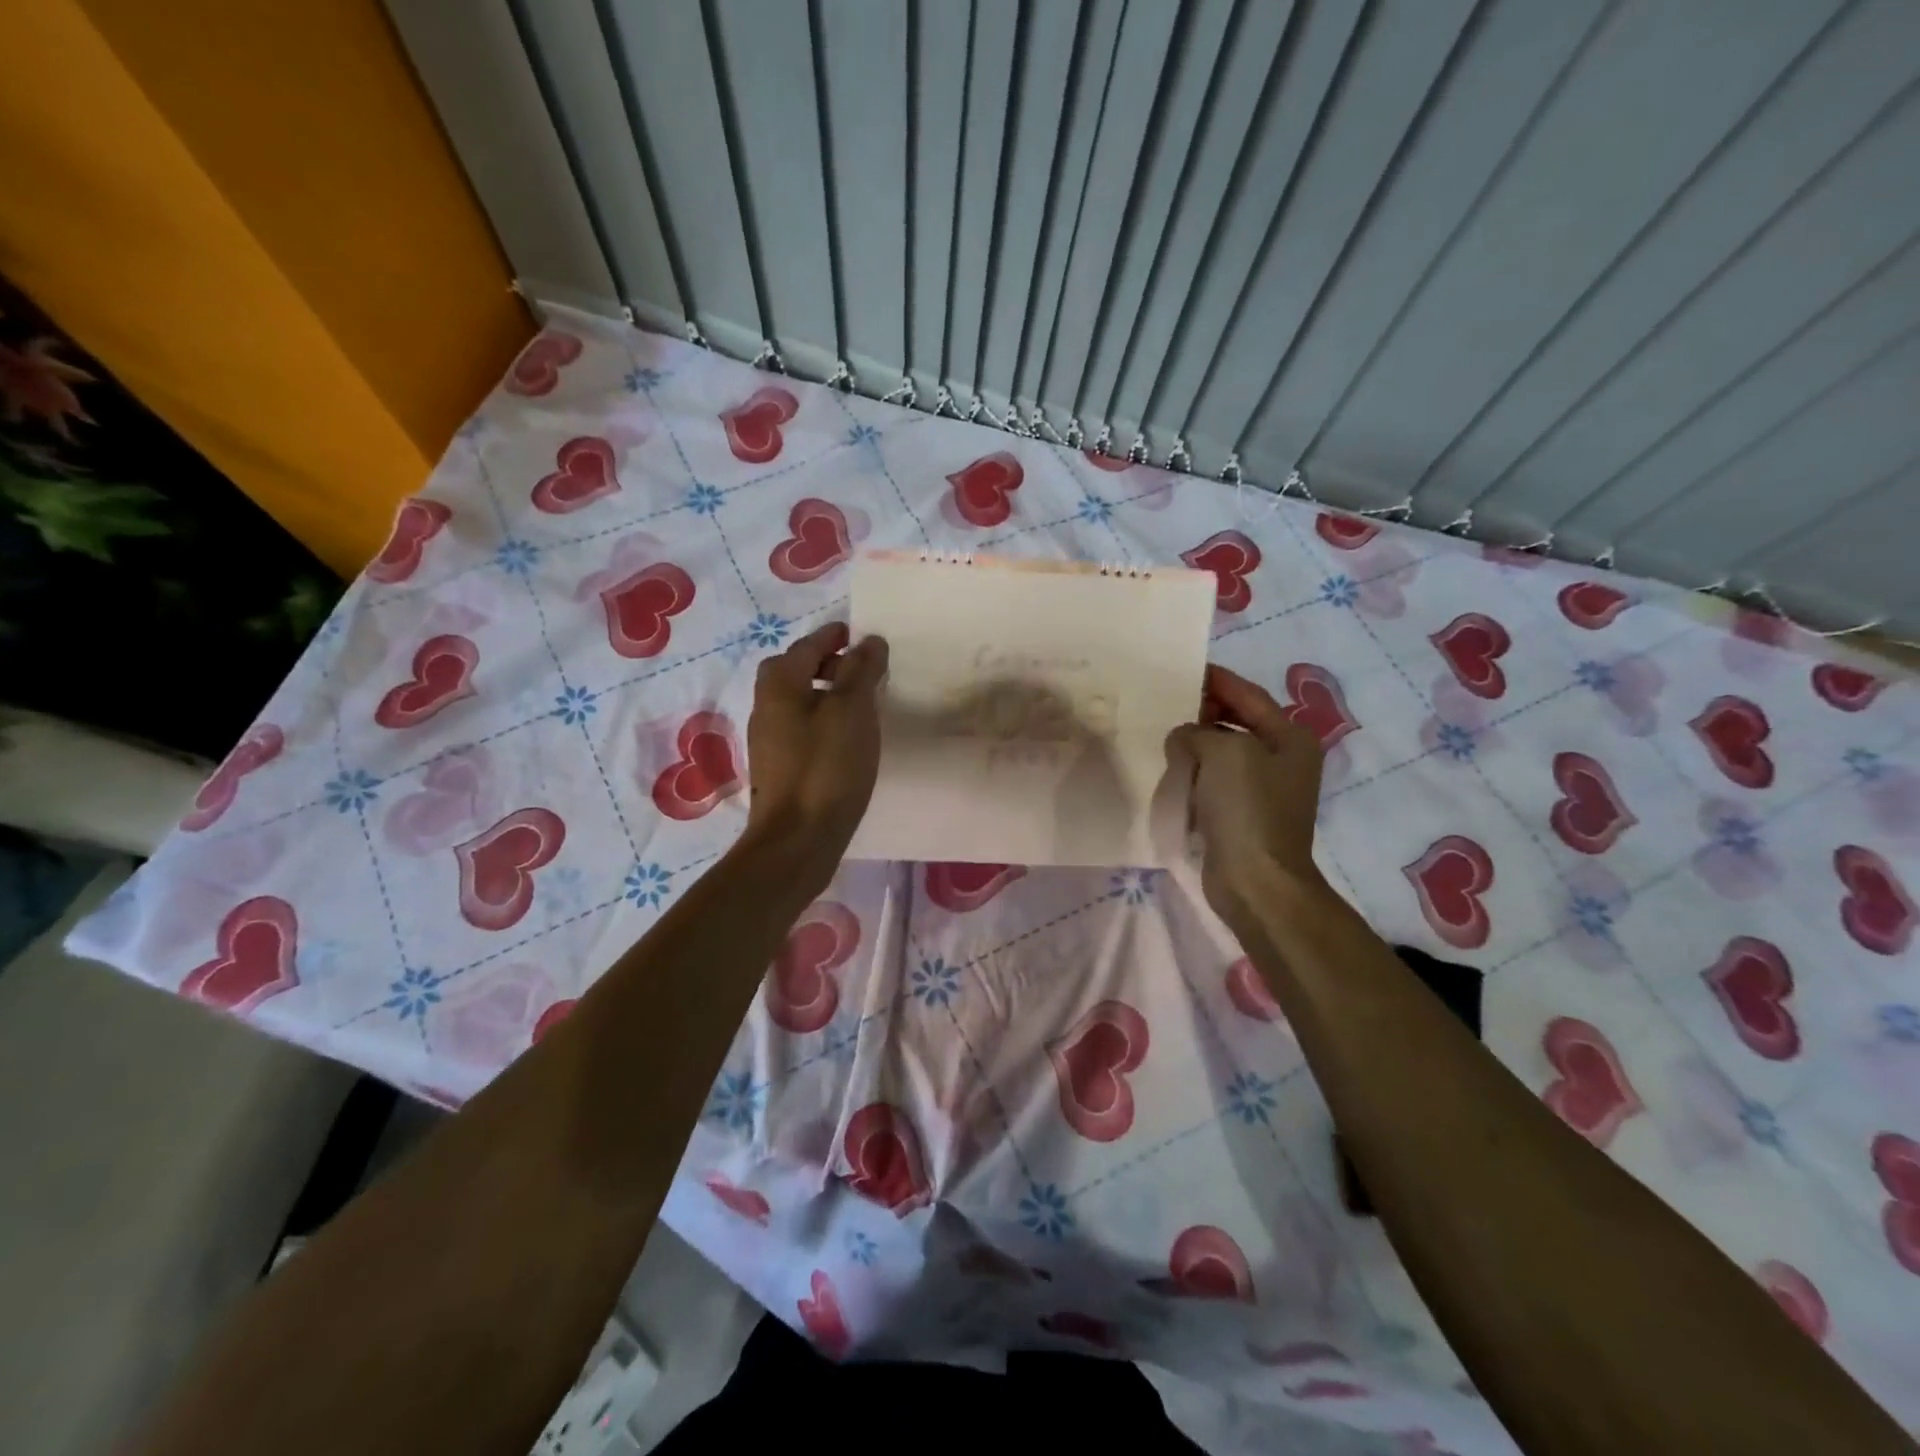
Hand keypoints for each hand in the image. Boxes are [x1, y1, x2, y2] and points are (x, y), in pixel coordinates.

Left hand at [745, 622, 888, 851]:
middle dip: (824, 663)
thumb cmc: (827, 767)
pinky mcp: (781, 769)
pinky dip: (823, 721)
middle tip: (858, 668)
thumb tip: (869, 641)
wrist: (797, 840)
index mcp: (780, 686)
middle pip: (794, 672)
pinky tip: (847, 739)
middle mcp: (767, 708)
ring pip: (798, 703)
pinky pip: (802, 729)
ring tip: (860, 702)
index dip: (832, 636)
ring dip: (825, 694)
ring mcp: (770, 742)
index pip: (806, 646)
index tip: (856, 634)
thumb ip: (861, 671)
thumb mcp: (852, 710)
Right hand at [1166, 664, 1328, 928]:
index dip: (1217, 681)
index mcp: (1290, 738)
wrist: (1255, 881)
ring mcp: (1264, 790)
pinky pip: (1215, 781)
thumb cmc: (1247, 808)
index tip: (1184, 670)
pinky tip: (1172, 770)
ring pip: (1223, 753)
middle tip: (1166, 703)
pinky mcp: (1243, 815)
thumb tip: (1184, 738)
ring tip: (1162, 734)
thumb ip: (1198, 732)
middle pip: (1238, 722)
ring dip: (1196, 744)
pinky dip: (1195, 772)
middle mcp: (1282, 759)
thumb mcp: (1222, 752)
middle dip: (1204, 712)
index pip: (1249, 696)